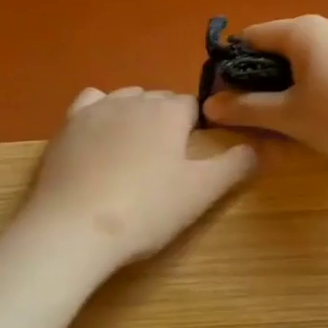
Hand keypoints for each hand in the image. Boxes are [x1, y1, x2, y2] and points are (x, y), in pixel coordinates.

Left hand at [24, 87, 257, 264]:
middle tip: (166, 164)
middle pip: (159, 100)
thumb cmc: (146, 210)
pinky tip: (100, 137)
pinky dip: (100, 113)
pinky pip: (91, 103)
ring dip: (135, 116)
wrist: (74, 228)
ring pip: (126, 99)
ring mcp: (96, 109)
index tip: (191, 159)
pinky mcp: (67, 125)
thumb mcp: (201, 192)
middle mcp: (134, 99)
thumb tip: (260, 146)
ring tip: (134, 154)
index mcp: (169, 111)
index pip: (192, 105)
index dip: (196, 129)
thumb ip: (235, 165)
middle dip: (166, 122)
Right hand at [201, 16, 327, 165]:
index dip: (233, 66)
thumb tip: (210, 104)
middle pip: (283, 47)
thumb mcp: (291, 117)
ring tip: (297, 119)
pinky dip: (324, 85)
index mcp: (303, 31)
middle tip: (259, 114)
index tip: (227, 97)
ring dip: (295, 84)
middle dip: (265, 78)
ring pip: (312, 58)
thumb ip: (248, 108)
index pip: (253, 36)